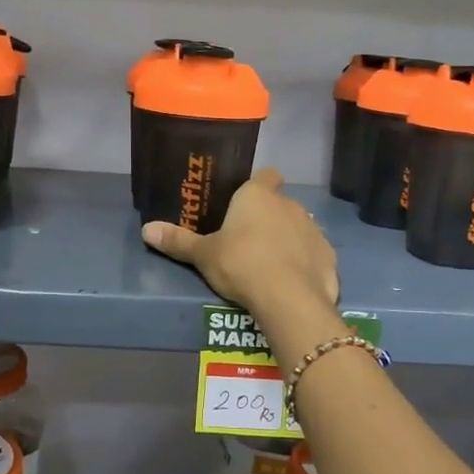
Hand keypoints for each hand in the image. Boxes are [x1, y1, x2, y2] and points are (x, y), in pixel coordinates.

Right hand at [142, 169, 337, 314]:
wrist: (288, 298)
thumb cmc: (241, 264)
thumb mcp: (203, 255)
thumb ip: (178, 241)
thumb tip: (146, 230)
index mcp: (258, 196)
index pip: (265, 175)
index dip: (258, 185)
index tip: (246, 201)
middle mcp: (289, 204)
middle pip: (279, 203)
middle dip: (268, 218)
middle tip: (247, 241)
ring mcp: (313, 229)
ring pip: (298, 227)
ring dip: (287, 239)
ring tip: (269, 265)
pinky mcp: (328, 255)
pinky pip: (313, 253)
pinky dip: (304, 262)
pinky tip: (291, 282)